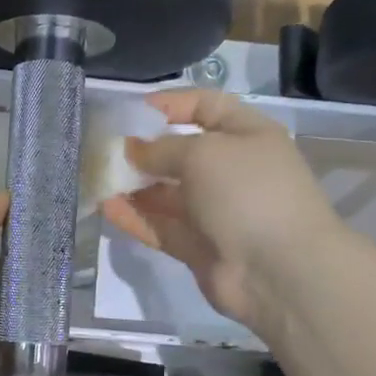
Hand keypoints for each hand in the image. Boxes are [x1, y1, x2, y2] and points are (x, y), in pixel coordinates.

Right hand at [103, 89, 336, 329]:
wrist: (279, 271)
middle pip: (180, 153)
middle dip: (142, 149)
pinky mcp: (197, 246)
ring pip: (165, 193)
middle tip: (102, 149)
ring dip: (133, 185)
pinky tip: (106, 208)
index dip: (170, 104)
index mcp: (247, 136)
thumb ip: (161, 148)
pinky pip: (160, 226)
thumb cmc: (248, 193)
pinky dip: (135, 217)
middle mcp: (231, 170)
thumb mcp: (203, 153)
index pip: (206, 107)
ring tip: (96, 178)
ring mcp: (214, 211)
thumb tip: (131, 149)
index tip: (130, 111)